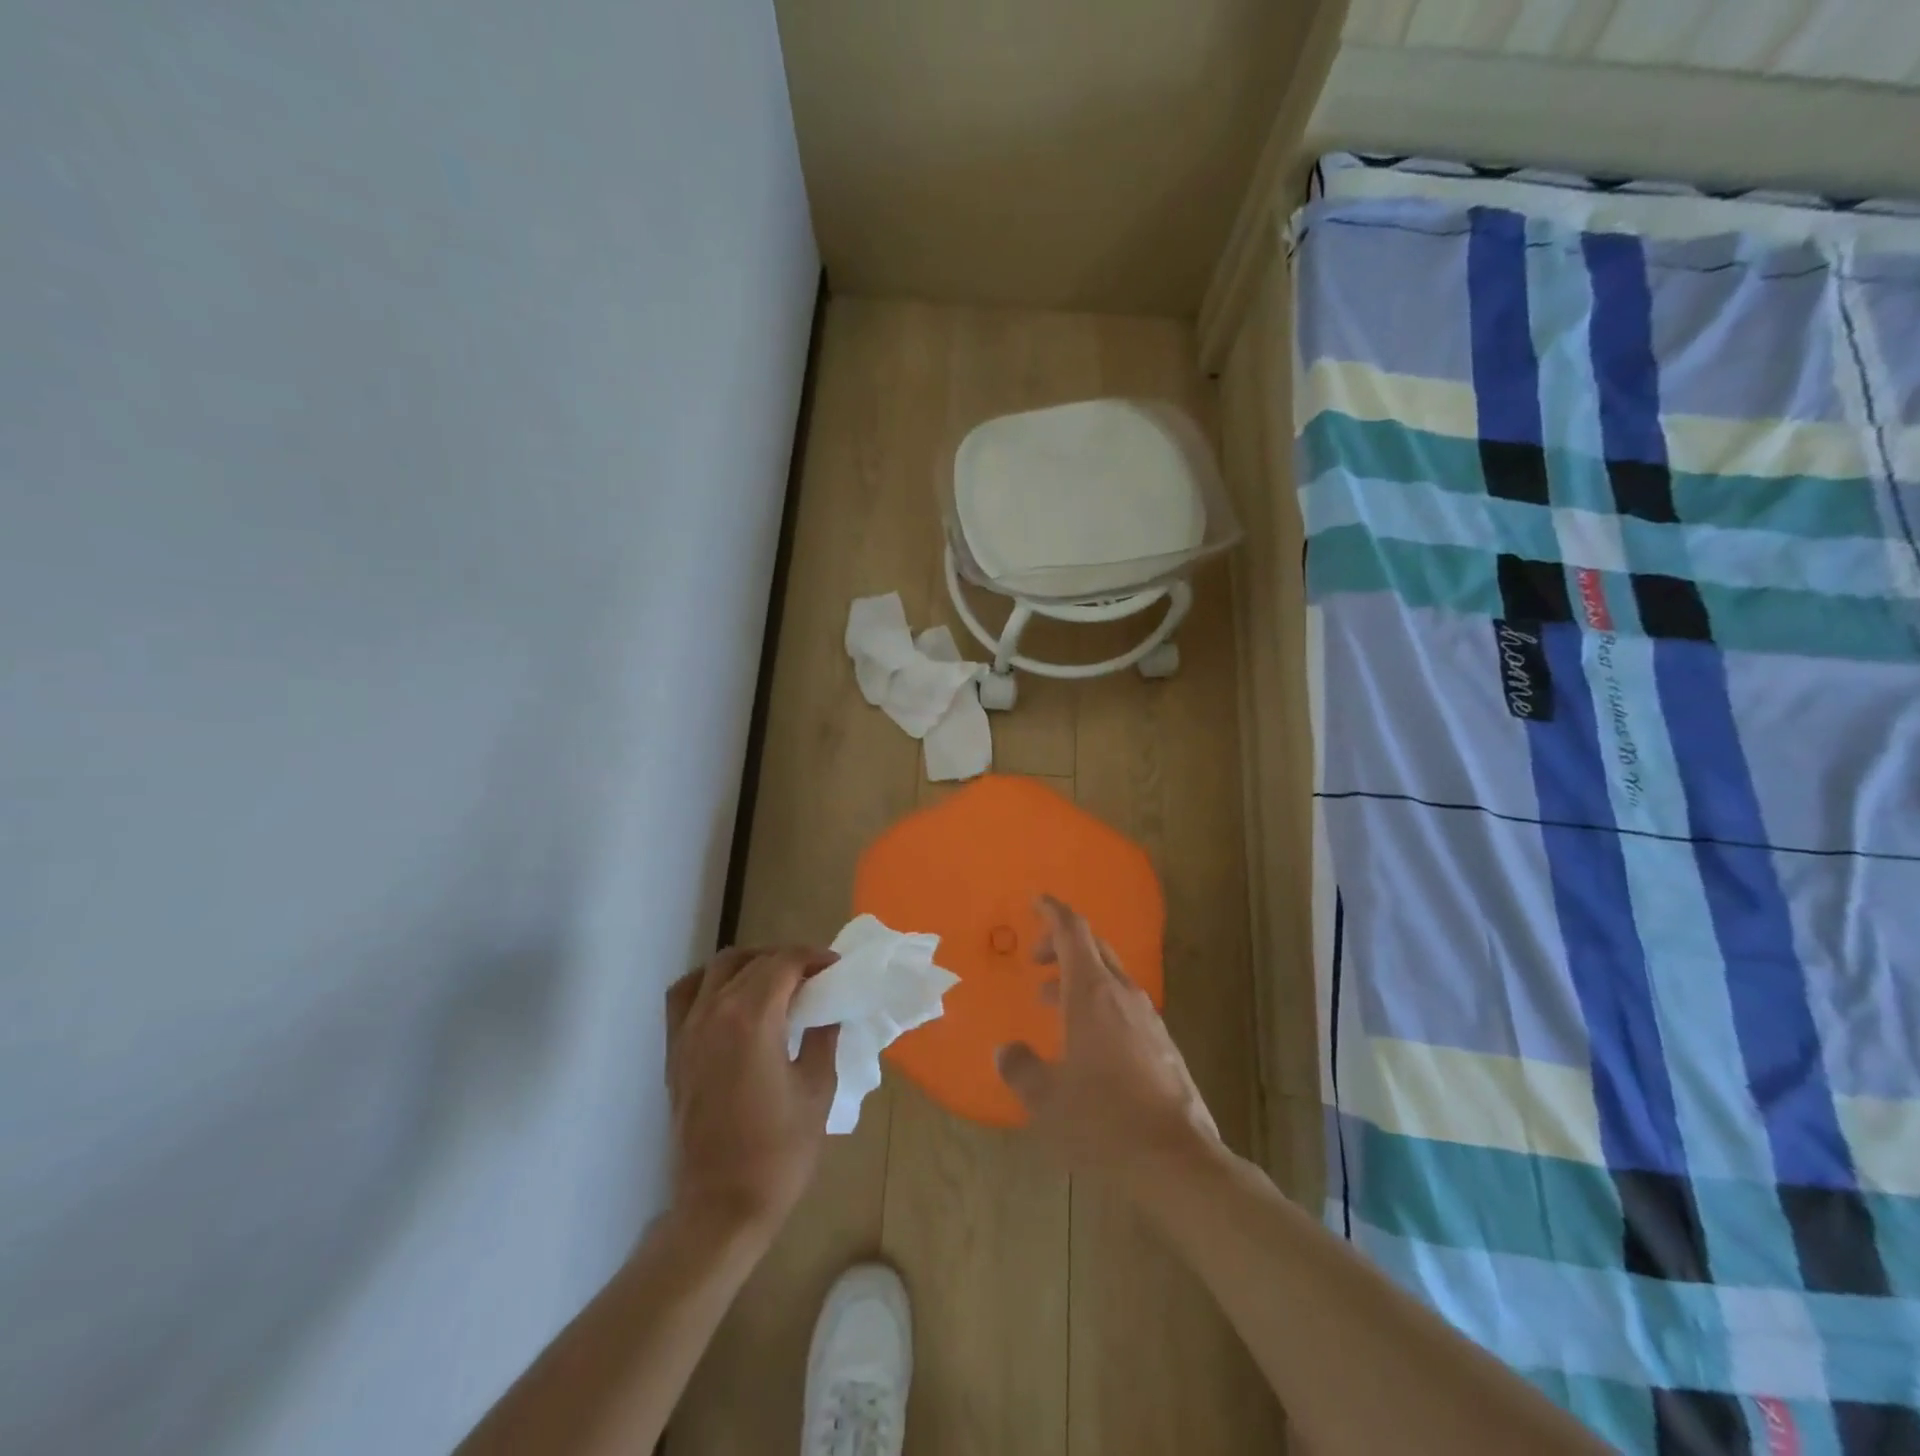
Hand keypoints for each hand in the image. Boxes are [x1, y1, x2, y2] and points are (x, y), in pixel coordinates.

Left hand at [664, 945, 838, 1239]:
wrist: (721, 1208)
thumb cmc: (778, 1152)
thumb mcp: (817, 1089)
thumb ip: (822, 1039)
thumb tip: (826, 1012)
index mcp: (752, 1018)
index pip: (783, 963)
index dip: (813, 957)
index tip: (835, 967)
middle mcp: (714, 1013)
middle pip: (752, 961)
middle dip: (787, 959)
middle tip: (814, 977)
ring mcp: (688, 1031)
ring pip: (716, 969)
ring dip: (749, 963)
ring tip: (774, 981)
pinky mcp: (674, 1052)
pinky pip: (684, 996)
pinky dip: (707, 982)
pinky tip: (728, 999)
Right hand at [995, 896, 1220, 1188]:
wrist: (1177, 1161)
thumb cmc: (1103, 1121)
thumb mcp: (1046, 1098)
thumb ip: (1020, 1068)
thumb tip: (1006, 1051)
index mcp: (1092, 993)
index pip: (1073, 931)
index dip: (1052, 911)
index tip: (1035, 901)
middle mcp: (1123, 994)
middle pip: (1093, 947)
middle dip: (1061, 944)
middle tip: (1034, 960)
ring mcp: (1148, 1018)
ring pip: (1109, 976)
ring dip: (1078, 977)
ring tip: (1050, 1002)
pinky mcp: (1162, 1044)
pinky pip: (1124, 1004)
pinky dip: (1098, 1003)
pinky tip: (1086, 1041)